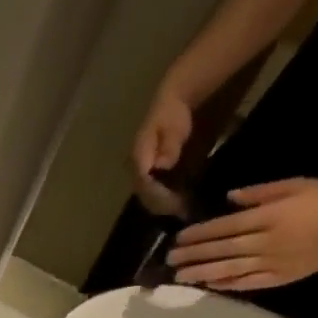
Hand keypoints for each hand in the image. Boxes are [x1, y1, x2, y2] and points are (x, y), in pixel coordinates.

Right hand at [132, 84, 193, 216]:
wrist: (169, 104)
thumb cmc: (172, 114)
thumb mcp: (173, 125)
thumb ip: (169, 145)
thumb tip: (161, 166)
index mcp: (138, 160)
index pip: (145, 185)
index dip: (160, 197)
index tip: (177, 205)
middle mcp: (134, 171)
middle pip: (145, 196)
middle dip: (163, 206)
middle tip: (182, 213)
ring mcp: (139, 176)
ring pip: (147, 199)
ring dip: (163, 207)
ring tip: (181, 211)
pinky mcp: (146, 178)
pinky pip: (152, 195)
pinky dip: (164, 202)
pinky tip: (178, 204)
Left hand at [167, 178, 317, 289]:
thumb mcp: (296, 185)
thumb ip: (260, 193)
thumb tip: (227, 199)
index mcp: (270, 216)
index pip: (225, 227)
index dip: (199, 234)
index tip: (179, 238)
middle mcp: (267, 241)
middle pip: (222, 249)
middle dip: (193, 255)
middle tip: (169, 259)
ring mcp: (272, 262)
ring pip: (229, 269)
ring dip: (202, 273)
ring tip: (179, 276)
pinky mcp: (279, 278)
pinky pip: (247, 283)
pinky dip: (227, 285)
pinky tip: (208, 285)